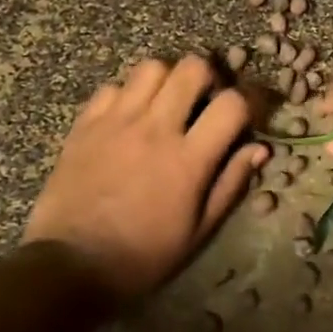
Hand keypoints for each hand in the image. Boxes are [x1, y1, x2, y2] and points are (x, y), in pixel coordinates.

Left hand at [24, 54, 267, 310]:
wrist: (72, 264)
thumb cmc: (143, 255)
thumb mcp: (198, 231)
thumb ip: (230, 184)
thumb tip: (259, 148)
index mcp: (188, 159)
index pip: (231, 104)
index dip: (248, 102)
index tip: (246, 115)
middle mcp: (155, 129)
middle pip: (192, 68)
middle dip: (208, 78)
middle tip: (204, 101)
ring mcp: (117, 122)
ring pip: (151, 67)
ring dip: (167, 80)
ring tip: (166, 103)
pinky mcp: (85, 124)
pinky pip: (112, 86)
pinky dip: (127, 94)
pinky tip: (129, 117)